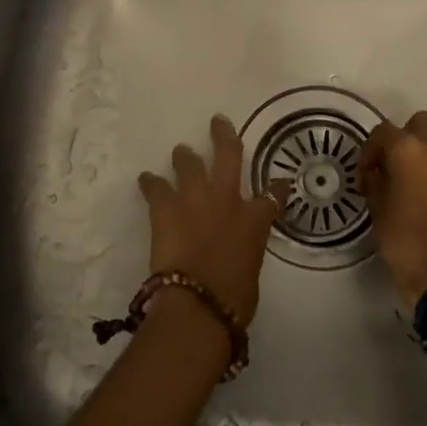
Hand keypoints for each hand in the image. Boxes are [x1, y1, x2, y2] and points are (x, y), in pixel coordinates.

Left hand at [136, 116, 280, 323]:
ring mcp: (195, 199)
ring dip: (184, 157)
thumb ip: (246, 255)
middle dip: (223, 136)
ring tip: (180, 151)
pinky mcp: (166, 208)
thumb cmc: (233, 300)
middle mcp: (227, 200)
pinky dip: (150, 183)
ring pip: (189, 164)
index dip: (278, 186)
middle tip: (217, 121)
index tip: (281, 180)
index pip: (273, 196)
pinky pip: (156, 188)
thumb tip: (237, 257)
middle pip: (228, 155)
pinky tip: (145, 178)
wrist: (199, 303)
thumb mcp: (252, 273)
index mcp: (255, 220)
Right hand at [358, 110, 426, 308]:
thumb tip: (378, 172)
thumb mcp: (377, 210)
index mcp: (410, 151)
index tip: (365, 174)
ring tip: (410, 189)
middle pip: (421, 124)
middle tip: (391, 167)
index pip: (384, 131)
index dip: (370, 149)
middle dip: (404, 138)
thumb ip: (376, 181)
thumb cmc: (405, 244)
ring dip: (423, 159)